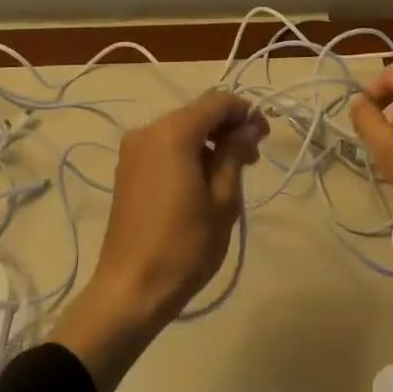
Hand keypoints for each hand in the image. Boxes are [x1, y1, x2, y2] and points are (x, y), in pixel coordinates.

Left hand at [50, 92, 265, 391]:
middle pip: (196, 113)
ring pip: (180, 130)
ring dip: (209, 142)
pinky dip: (188, 153)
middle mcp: (148, 130)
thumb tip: (249, 125)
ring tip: (232, 172)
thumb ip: (235, 153)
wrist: (130, 289)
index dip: (244, 112)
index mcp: (172, 132)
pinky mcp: (127, 169)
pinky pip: (164, 146)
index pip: (217, 102)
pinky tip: (203, 180)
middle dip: (227, 128)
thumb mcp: (222, 199)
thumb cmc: (184, 245)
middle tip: (253, 157)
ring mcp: (133, 149)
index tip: (265, 135)